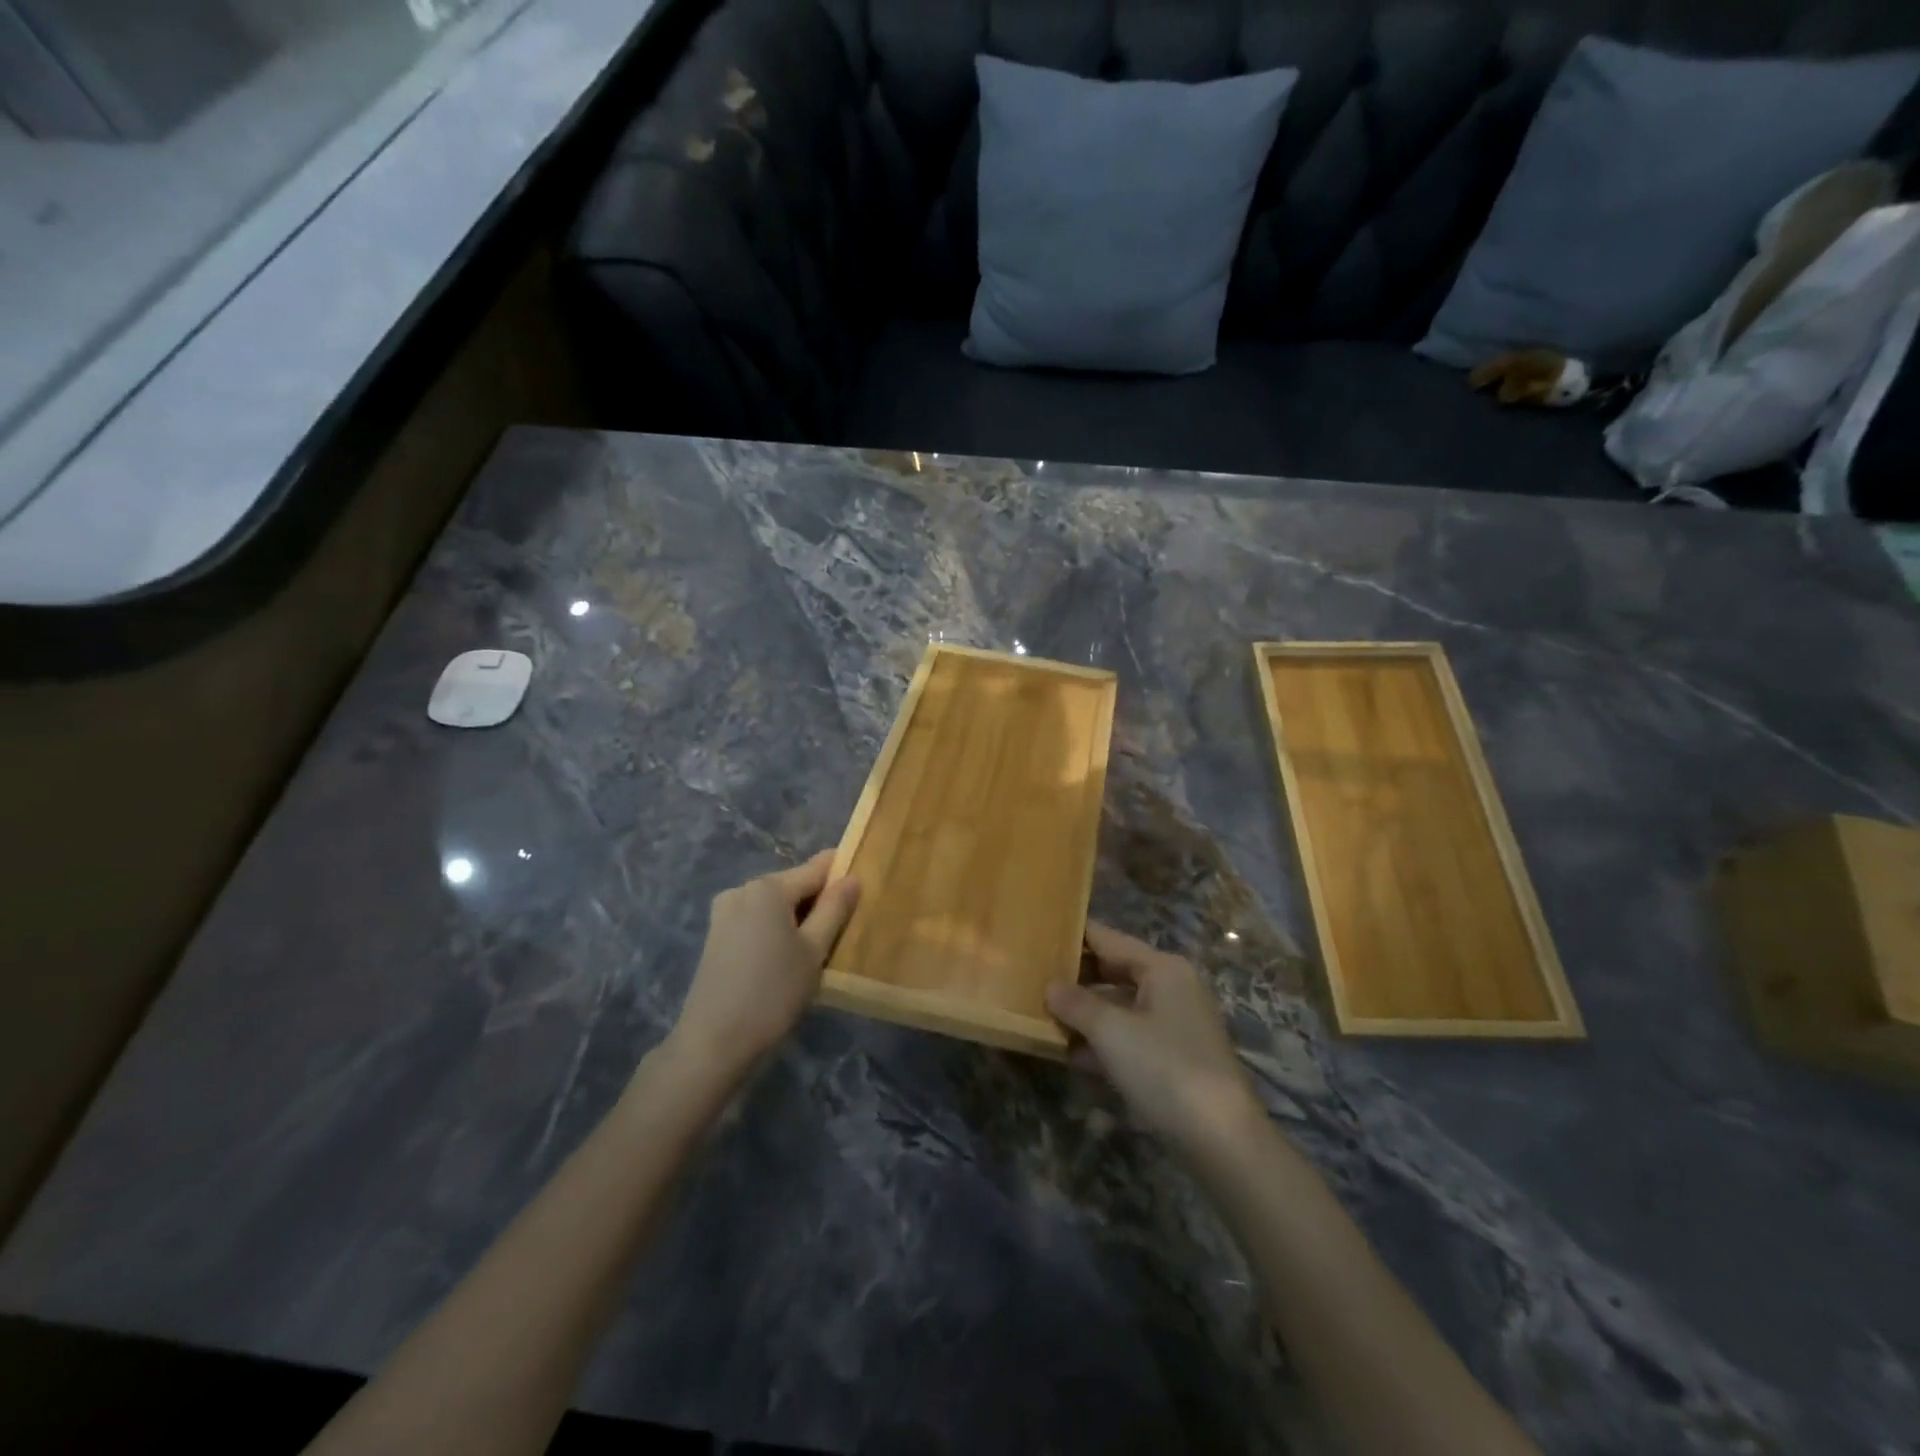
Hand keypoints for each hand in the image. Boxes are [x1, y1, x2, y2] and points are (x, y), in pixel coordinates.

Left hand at [667, 851, 859, 1079]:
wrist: (714, 1043)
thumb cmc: (773, 993)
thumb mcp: (814, 950)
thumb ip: (834, 909)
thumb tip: (852, 877)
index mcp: (768, 887)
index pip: (817, 868)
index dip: (842, 874)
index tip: (864, 891)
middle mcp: (743, 889)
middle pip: (793, 884)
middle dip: (819, 901)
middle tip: (845, 930)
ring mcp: (724, 912)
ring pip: (774, 904)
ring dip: (798, 918)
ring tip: (818, 948)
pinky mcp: (716, 935)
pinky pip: (756, 920)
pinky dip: (776, 930)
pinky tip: (787, 958)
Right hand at [1046, 923, 1263, 1153]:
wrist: (1222, 1140)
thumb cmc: (1164, 1069)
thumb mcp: (1111, 1032)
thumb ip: (1076, 1003)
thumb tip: (1050, 986)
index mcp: (1162, 968)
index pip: (1108, 939)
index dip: (1073, 936)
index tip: (1036, 935)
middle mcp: (1171, 987)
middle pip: (1114, 970)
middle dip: (1075, 977)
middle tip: (1031, 977)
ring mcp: (1174, 1023)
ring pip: (1119, 1005)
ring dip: (1085, 1012)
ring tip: (1041, 1013)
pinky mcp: (1173, 1057)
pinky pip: (1129, 1035)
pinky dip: (1102, 1040)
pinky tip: (1069, 1053)